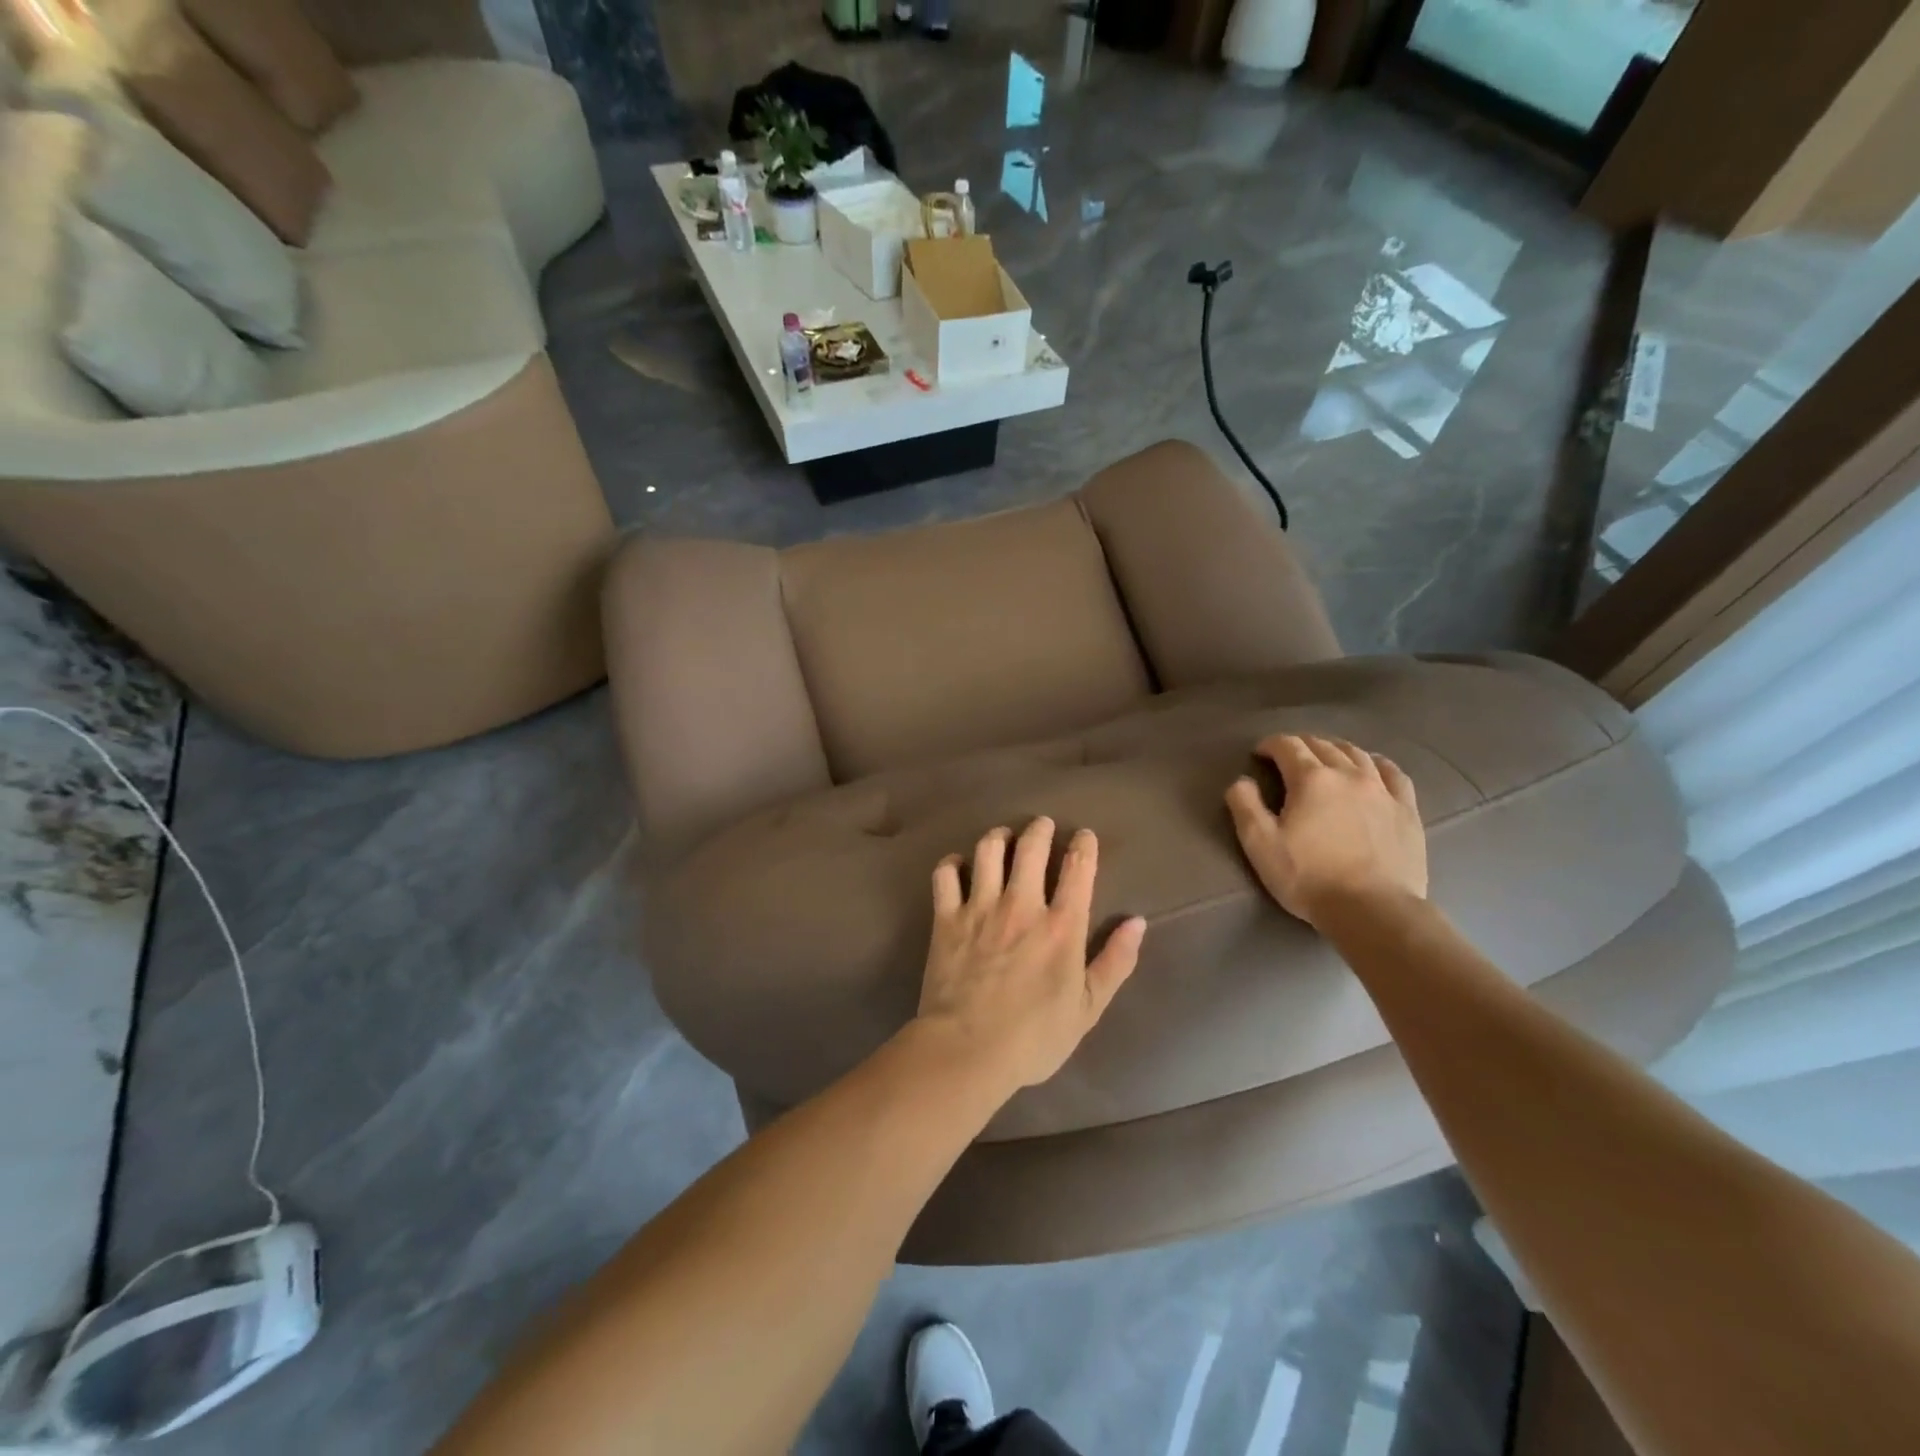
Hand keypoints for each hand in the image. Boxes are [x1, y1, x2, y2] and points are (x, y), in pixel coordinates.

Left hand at [915, 818, 1146, 1091]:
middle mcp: (1021, 905)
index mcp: (1061, 926)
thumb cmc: (1033, 1037)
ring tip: (1003, 838)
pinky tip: (958, 865)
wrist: (967, 1050)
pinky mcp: (946, 918)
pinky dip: (952, 863)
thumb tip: (1137, 922)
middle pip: (1031, 846)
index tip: (1083, 836)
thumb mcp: (1087, 1009)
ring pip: (989, 850)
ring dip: (999, 837)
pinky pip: (946, 874)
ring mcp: (980, 908)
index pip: (1078, 868)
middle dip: (1040, 829)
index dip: (1083, 845)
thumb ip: (1115, 962)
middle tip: (1042, 825)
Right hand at [1225, 734, 1426, 927]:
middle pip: (1322, 745)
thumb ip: (1244, 806)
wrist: (1373, 910)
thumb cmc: (1309, 877)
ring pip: (1357, 754)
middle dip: (1300, 745)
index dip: (1270, 745)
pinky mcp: (1406, 810)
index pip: (1288, 746)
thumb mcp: (1260, 844)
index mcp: (1311, 779)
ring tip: (1325, 757)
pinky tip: (1371, 768)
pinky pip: (1393, 773)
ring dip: (1335, 749)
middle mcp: (1348, 774)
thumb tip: (1242, 780)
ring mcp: (1382, 790)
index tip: (1259, 754)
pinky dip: (1376, 763)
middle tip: (1287, 756)